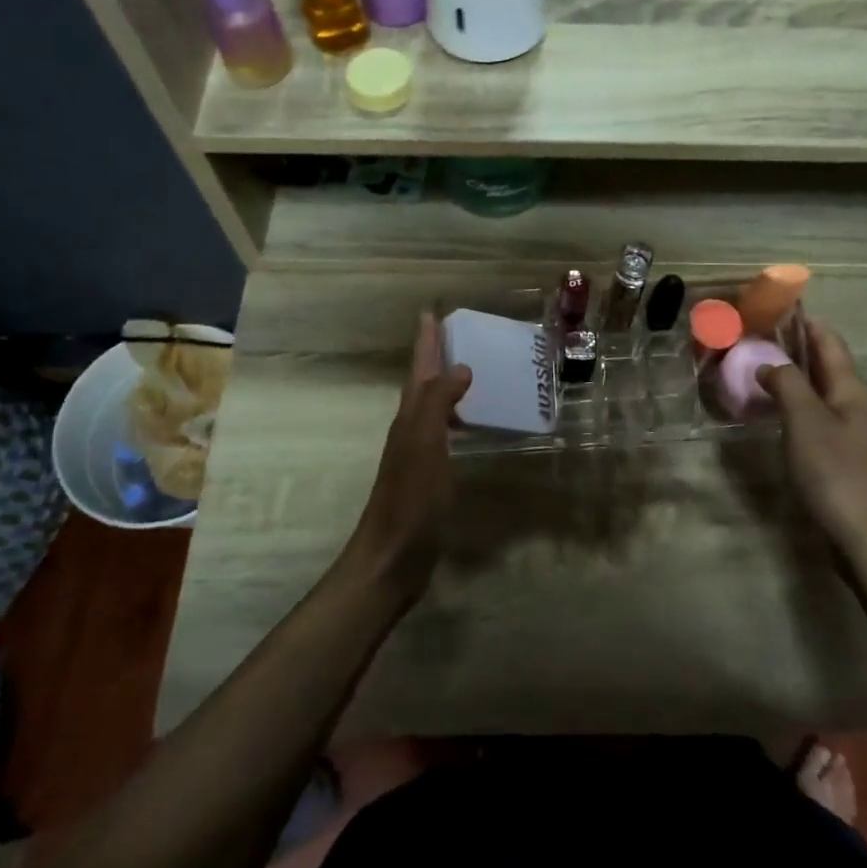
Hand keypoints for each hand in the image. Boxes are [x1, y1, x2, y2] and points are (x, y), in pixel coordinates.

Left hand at [346, 312, 472, 600]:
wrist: (392, 556)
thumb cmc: (410, 499)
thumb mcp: (424, 444)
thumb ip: (438, 402)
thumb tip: (460, 367)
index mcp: (410, 417)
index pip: (420, 369)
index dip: (426, 341)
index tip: (431, 312)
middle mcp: (412, 429)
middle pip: (425, 383)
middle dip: (437, 356)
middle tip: (459, 334)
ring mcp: (420, 453)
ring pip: (435, 407)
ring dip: (449, 385)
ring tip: (474, 370)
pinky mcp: (431, 475)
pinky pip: (446, 432)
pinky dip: (459, 418)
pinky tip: (473, 424)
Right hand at [757, 321, 866, 560]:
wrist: (865, 533)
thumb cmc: (835, 471)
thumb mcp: (806, 420)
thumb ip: (787, 385)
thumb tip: (768, 364)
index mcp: (850, 389)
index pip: (829, 342)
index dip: (806, 322)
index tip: (777, 306)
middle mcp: (852, 404)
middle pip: (824, 364)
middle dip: (795, 346)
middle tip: (756, 335)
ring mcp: (847, 431)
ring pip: (817, 390)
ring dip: (791, 375)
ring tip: (756, 366)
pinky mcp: (838, 455)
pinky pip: (812, 415)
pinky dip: (792, 403)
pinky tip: (771, 410)